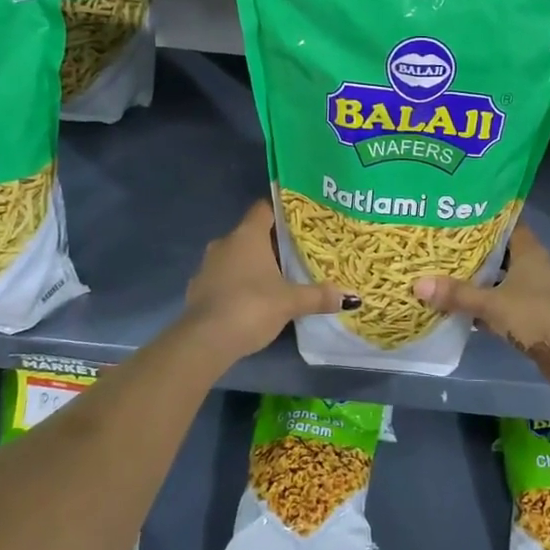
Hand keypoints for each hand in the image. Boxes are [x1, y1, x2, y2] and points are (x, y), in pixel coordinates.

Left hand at [182, 201, 354, 359]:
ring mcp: (208, 266)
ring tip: (278, 279)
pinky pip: (224, 278)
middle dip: (273, 243)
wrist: (205, 340)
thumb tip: (351, 297)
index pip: (264, 208)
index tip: (300, 220)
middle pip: (252, 234)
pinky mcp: (198, 290)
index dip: (282, 211)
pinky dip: (238, 284)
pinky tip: (253, 301)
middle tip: (297, 253)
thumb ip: (319, 296)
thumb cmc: (251, 306)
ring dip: (254, 265)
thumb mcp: (291, 302)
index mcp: (247, 235)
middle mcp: (225, 243)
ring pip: (236, 257)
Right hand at [413, 223, 549, 397]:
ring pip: (500, 277)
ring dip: (478, 277)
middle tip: (440, 243)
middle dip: (472, 249)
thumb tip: (417, 284)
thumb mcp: (493, 304)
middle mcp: (534, 265)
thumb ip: (457, 294)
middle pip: (500, 250)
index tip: (455, 212)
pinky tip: (461, 305)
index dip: (483, 216)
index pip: (505, 222)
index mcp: (529, 250)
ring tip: (443, 271)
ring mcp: (535, 290)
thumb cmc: (537, 316)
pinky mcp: (532, 313)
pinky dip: (485, 302)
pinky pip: (503, 300)